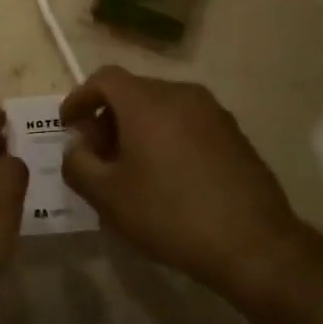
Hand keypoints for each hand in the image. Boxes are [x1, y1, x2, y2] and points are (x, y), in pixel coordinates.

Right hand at [61, 66, 316, 294]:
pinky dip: (165, 137)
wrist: (254, 244)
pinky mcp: (234, 134)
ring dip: (137, 128)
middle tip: (96, 153)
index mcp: (147, 101)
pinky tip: (165, 176)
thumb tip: (77, 147)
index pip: (104, 79)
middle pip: (133, 91)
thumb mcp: (107, 196)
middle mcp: (181, 94)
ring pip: (161, 107)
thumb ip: (78, 164)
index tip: (68, 125)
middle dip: (107, 117)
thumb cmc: (170, 215)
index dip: (80, 98)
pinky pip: (186, 123)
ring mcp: (213, 112)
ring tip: (129, 168)